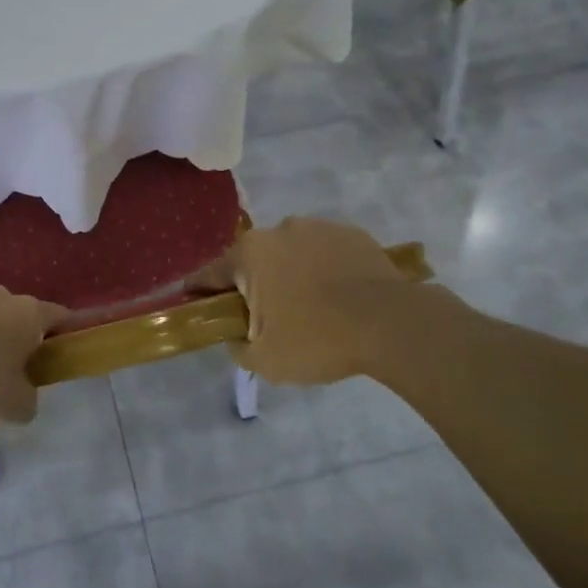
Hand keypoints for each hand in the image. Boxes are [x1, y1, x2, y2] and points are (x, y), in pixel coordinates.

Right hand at [191, 217, 474, 386]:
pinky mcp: (351, 234)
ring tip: (310, 309)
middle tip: (265, 319)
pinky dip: (323, 270)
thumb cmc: (317, 339)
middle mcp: (278, 230)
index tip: (194, 305)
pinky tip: (338, 297)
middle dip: (252, 286)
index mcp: (249, 255)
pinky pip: (324, 253)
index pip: (209, 274)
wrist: (392, 324)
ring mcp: (317, 227)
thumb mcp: (264, 360)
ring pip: (290, 254)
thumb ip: (237, 346)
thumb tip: (236, 336)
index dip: (199, 292)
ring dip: (290, 275)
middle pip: (252, 261)